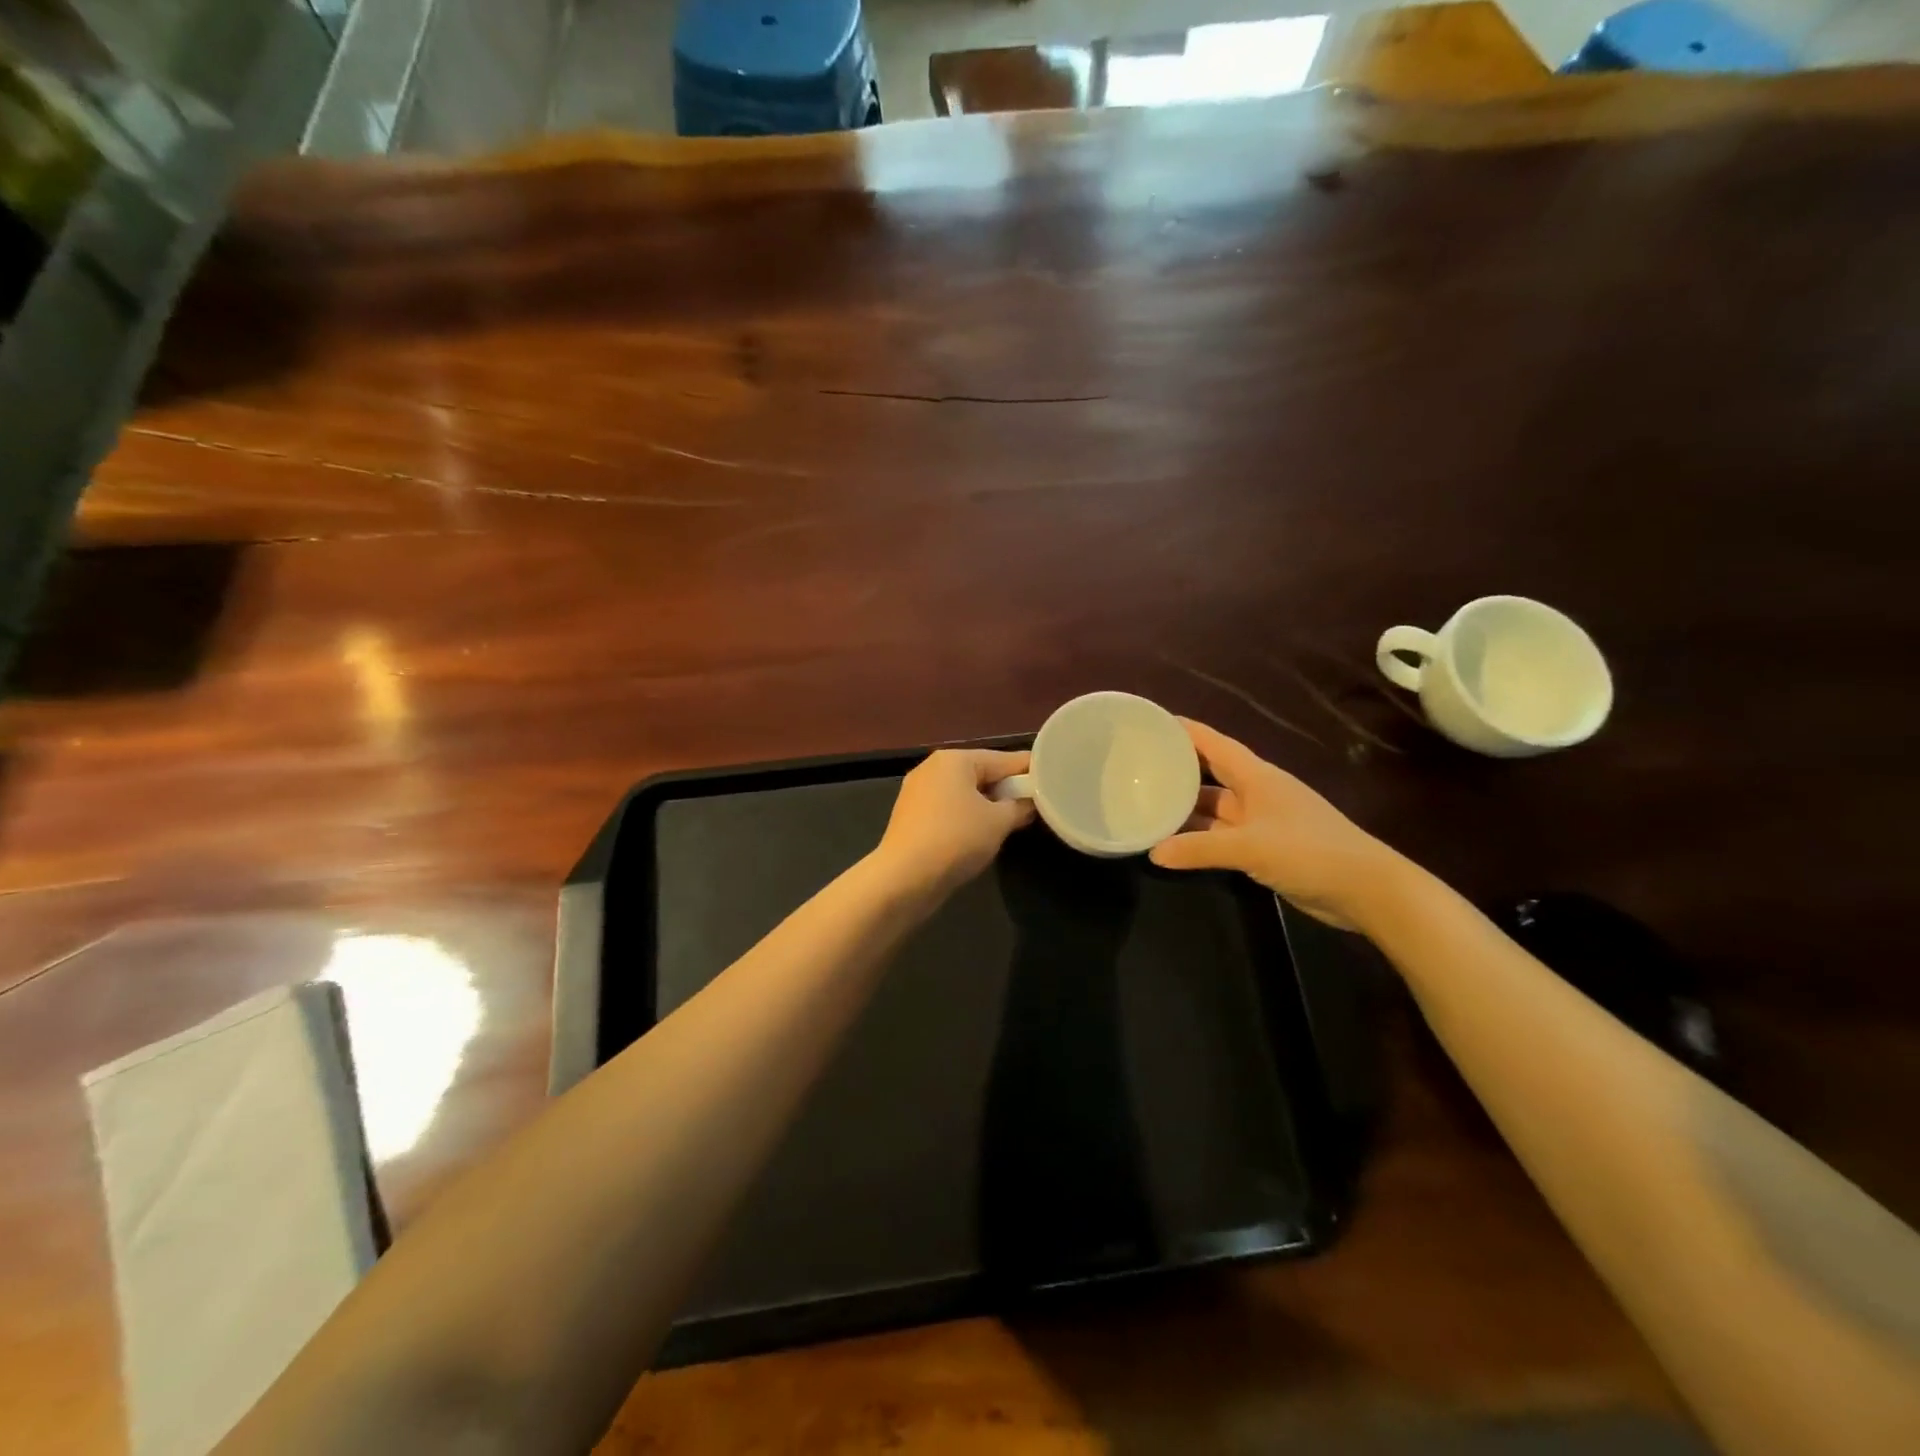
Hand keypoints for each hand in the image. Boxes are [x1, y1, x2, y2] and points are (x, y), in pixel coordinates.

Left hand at [875, 748, 1035, 895]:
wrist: (904, 878)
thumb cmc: (956, 839)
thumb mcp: (998, 822)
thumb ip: (1019, 806)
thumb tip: (1029, 802)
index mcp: (954, 759)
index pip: (1004, 759)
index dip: (1031, 771)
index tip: (1054, 779)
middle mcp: (933, 768)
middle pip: (982, 773)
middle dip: (1007, 789)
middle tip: (1036, 805)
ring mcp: (918, 791)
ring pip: (965, 792)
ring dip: (988, 805)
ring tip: (1012, 821)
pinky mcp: (911, 816)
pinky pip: (949, 809)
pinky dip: (968, 816)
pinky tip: (982, 834)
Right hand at [1149, 719, 1399, 929]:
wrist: (1365, 889)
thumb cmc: (1309, 851)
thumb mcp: (1249, 847)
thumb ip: (1199, 849)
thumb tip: (1153, 853)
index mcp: (1256, 776)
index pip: (1213, 743)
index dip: (1184, 731)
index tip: (1149, 722)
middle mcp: (1255, 792)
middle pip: (1210, 773)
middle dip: (1177, 769)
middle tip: (1136, 767)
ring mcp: (1261, 820)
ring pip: (1214, 807)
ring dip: (1185, 808)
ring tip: (1145, 805)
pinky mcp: (1264, 846)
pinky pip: (1221, 834)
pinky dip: (1199, 837)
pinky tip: (1174, 843)